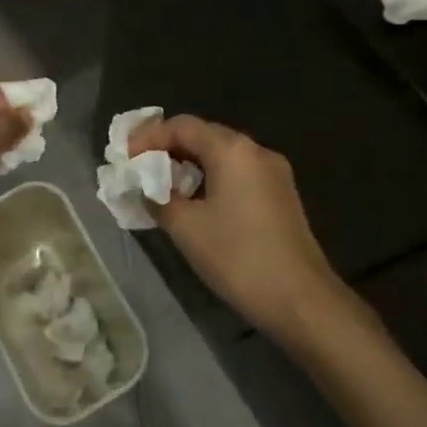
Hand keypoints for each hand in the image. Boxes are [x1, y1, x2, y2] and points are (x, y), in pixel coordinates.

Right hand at [128, 115, 344, 342]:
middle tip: (138, 168)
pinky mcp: (281, 195)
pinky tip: (195, 202)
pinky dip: (211, 178)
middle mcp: (255, 150)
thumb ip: (157, 198)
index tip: (124, 157)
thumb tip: (143, 186)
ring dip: (189, 165)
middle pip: (203, 135)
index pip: (182, 126)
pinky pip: (238, 173)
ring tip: (161, 187)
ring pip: (221, 155)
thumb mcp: (186, 228)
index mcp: (232, 149)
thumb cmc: (238, 257)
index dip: (149, 137)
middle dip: (167, 149)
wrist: (302, 300)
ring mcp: (273, 172)